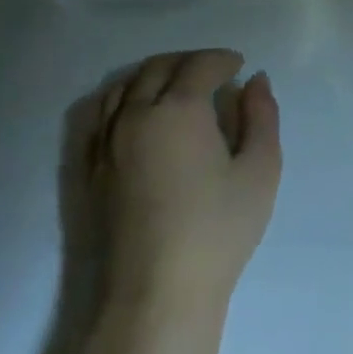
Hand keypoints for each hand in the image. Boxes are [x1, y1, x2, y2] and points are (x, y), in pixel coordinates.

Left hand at [91, 49, 280, 308]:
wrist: (157, 293)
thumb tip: (255, 81)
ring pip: (124, 86)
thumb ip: (261, 116)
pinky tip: (138, 112)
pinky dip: (122, 98)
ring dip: (154, 75)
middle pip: (158, 68)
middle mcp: (135, 115)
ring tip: (177, 86)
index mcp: (178, 109)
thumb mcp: (261, 168)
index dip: (222, 59)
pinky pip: (99, 115)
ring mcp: (106, 143)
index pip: (199, 65)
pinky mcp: (91, 170)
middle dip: (189, 61)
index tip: (240, 66)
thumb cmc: (219, 229)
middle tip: (214, 72)